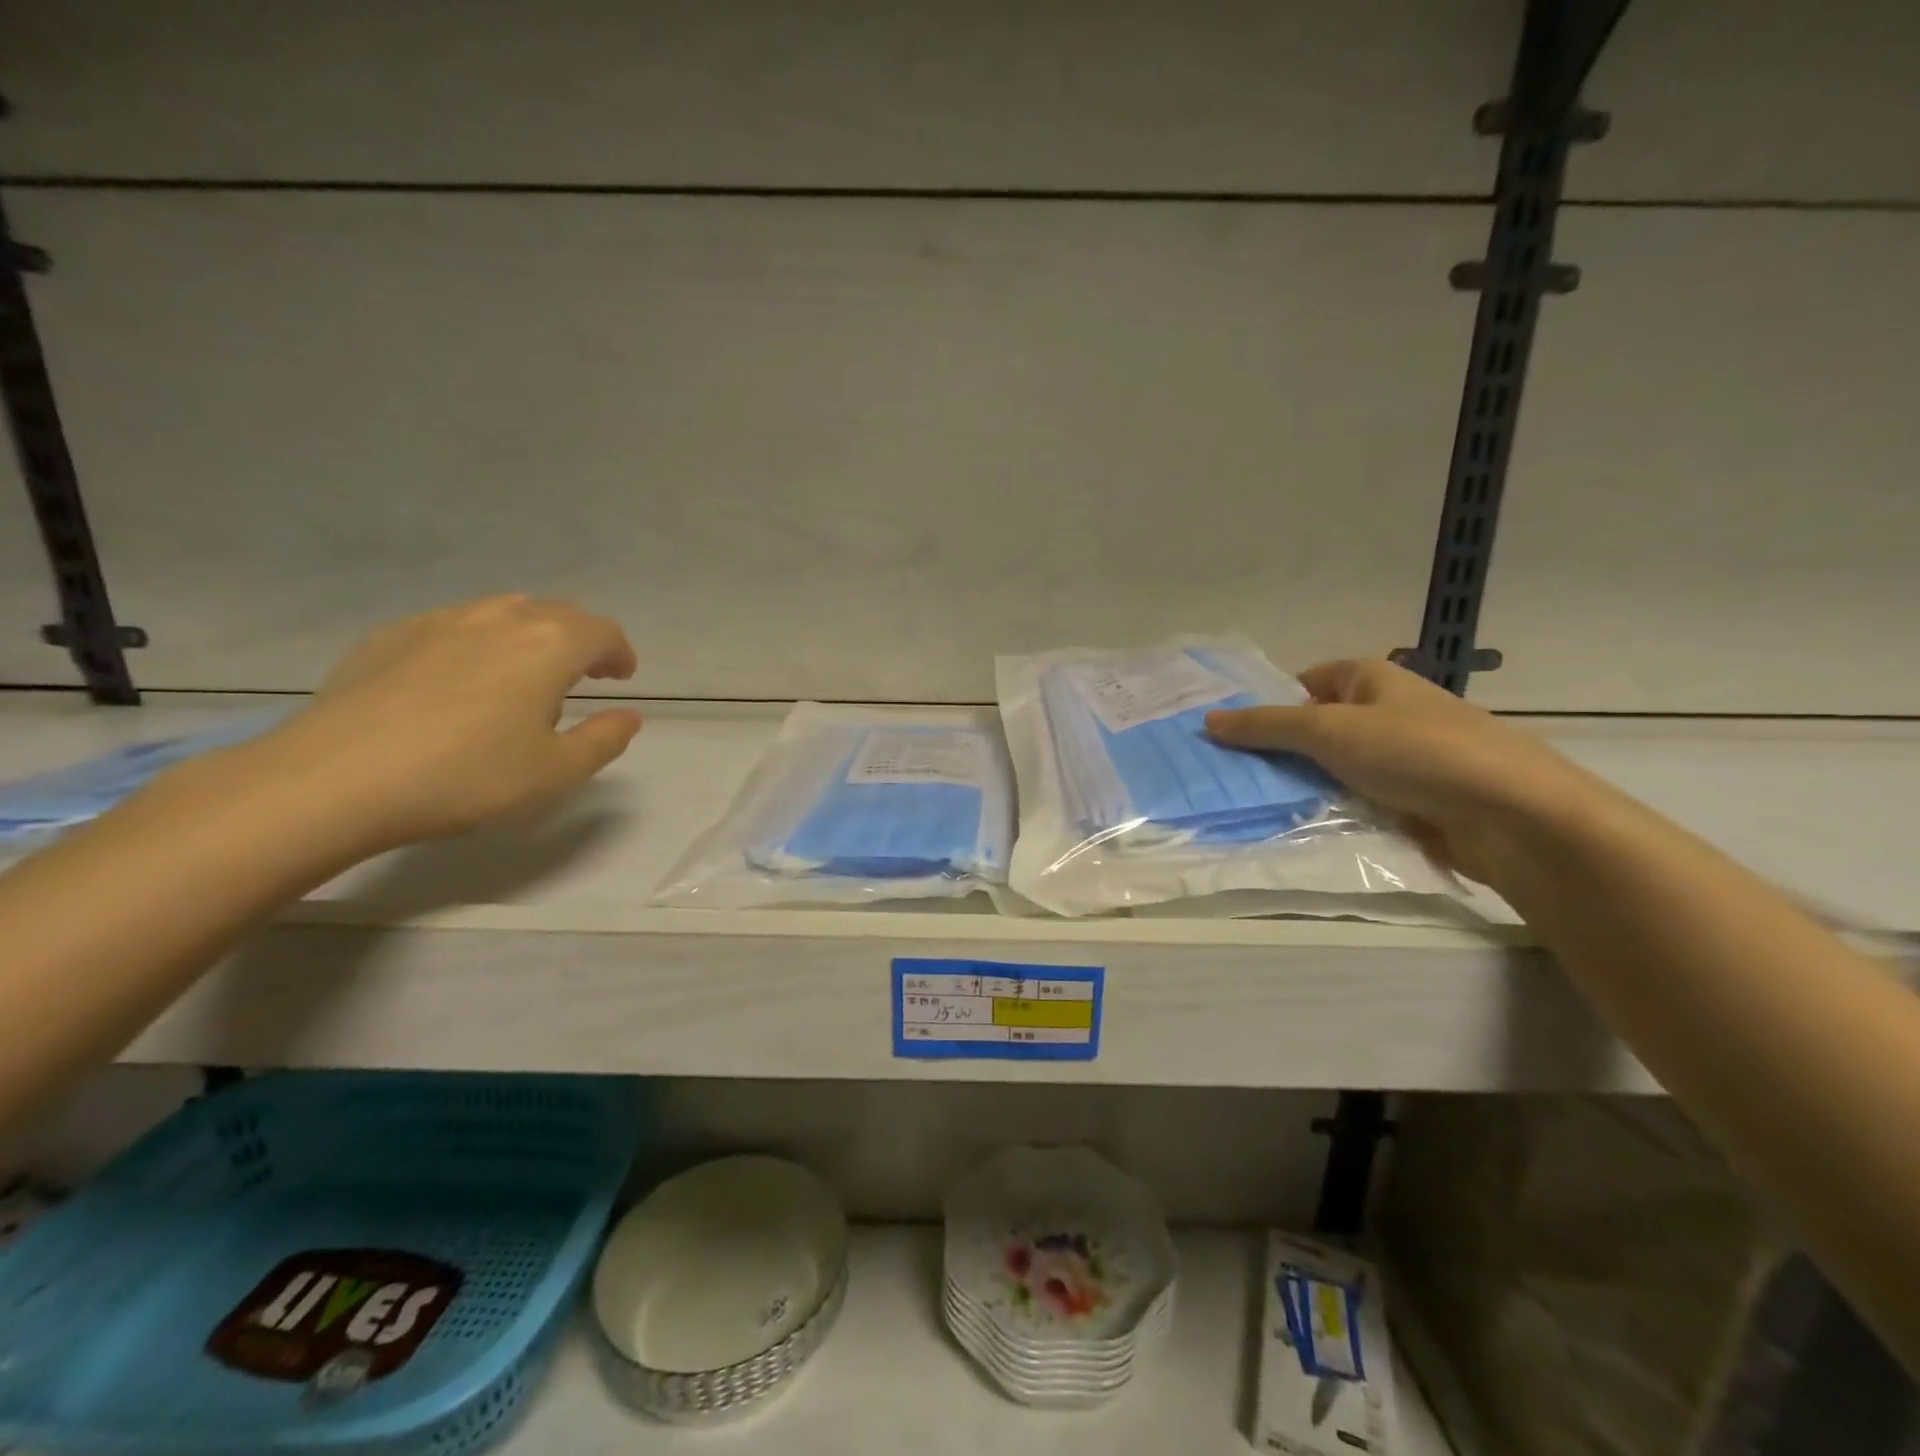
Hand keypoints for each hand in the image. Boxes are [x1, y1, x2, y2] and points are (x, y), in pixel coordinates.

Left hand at [252, 595, 642, 853]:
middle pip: (556, 613)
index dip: (619, 652)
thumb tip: (628, 716)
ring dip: (530, 636)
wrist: (334, 780)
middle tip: (583, 675)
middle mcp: (499, 619)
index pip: (602, 632)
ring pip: (503, 612)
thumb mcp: (556, 772)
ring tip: (524, 675)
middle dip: (580, 640)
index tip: (621, 677)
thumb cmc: (466, 777)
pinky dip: (478, 642)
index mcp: (548, 646)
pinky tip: (460, 680)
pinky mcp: (390, 636)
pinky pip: (454, 625)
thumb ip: (604, 740)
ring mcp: (439, 622)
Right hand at [1204, 659, 1606, 885]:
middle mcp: (1384, 711)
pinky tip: (1299, 827)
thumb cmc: (1415, 753)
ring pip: (1332, 768)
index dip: (1265, 706)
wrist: (1510, 814)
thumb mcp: (1328, 731)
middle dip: (1276, 752)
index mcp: (1369, 678)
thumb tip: (1207, 721)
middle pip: (1313, 728)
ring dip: (1301, 786)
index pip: (1301, 684)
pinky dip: (1330, 810)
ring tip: (1252, 806)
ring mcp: (1400, 757)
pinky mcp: (1411, 799)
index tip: (1226, 737)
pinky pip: (1355, 799)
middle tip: (1228, 776)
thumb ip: (1265, 727)